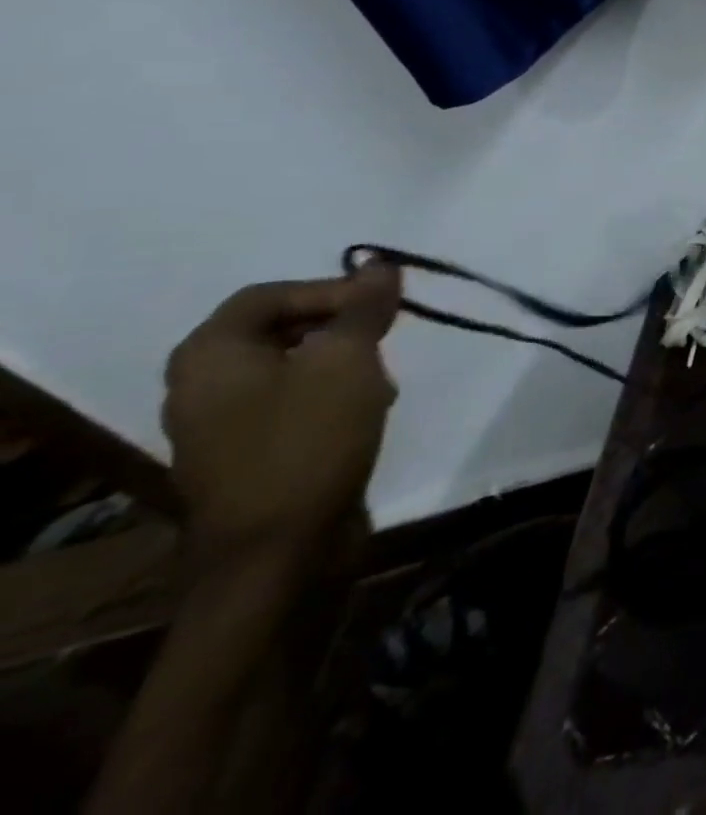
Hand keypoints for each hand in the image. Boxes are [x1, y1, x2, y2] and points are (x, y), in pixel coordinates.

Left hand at [162, 266, 401, 578]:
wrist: (279, 553)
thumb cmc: (308, 442)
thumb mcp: (347, 361)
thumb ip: (363, 308)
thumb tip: (379, 265)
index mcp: (210, 356)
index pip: (271, 294)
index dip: (331, 289)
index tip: (384, 305)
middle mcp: (203, 385)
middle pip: (282, 328)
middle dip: (343, 326)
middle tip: (388, 337)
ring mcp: (223, 425)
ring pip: (295, 366)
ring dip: (344, 362)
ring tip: (381, 381)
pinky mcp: (251, 454)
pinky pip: (295, 402)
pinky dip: (334, 395)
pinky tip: (367, 412)